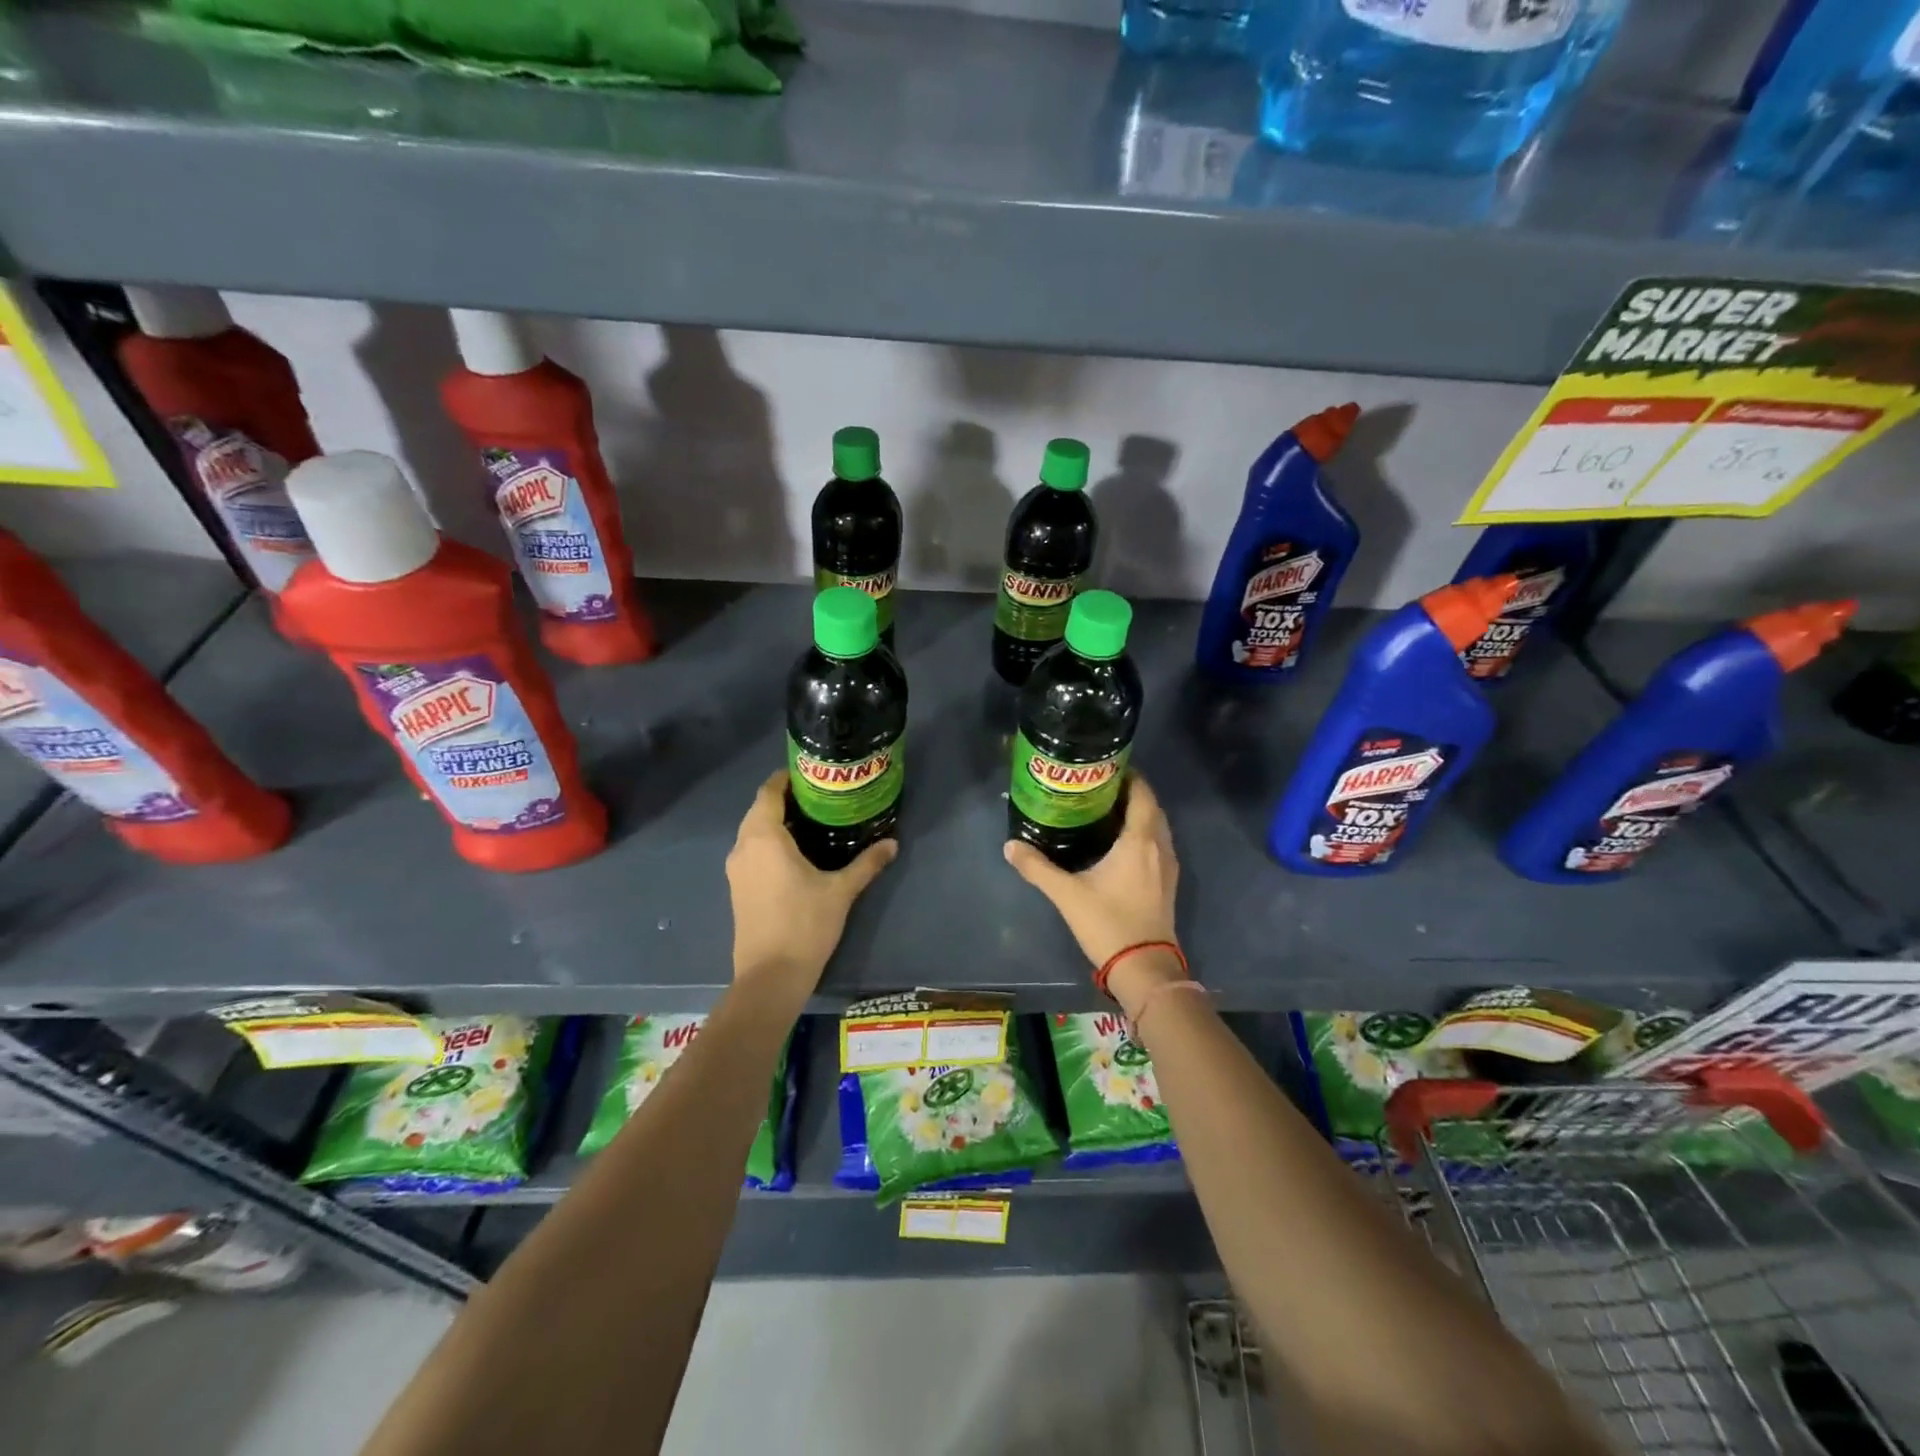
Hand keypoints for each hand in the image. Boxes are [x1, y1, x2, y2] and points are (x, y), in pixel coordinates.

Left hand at [726, 771, 896, 991]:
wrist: (770, 977)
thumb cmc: (804, 925)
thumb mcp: (841, 891)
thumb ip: (866, 863)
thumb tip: (893, 843)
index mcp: (763, 837)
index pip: (769, 792)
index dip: (786, 778)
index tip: (812, 773)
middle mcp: (743, 847)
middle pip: (760, 809)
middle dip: (785, 798)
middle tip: (820, 795)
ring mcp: (736, 869)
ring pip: (753, 831)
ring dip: (776, 821)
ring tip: (812, 820)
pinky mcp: (738, 887)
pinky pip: (752, 850)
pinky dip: (769, 842)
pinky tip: (796, 852)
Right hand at [1004, 773, 1179, 970]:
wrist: (1145, 968)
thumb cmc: (1108, 923)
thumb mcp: (1067, 894)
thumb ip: (1037, 867)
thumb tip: (1010, 846)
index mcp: (1140, 840)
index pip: (1141, 793)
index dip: (1127, 775)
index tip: (1103, 768)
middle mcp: (1160, 846)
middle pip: (1151, 806)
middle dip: (1129, 792)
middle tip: (1098, 788)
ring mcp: (1168, 866)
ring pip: (1157, 826)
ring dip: (1138, 814)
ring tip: (1106, 811)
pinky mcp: (1167, 883)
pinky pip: (1158, 844)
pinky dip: (1143, 834)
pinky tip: (1119, 844)